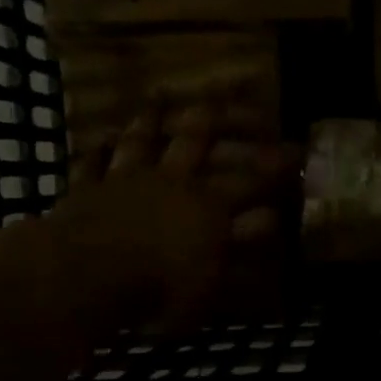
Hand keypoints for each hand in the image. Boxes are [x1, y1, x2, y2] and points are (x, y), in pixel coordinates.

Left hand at [44, 106, 291, 329]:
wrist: (83, 277)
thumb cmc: (159, 289)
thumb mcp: (212, 284)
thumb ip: (241, 250)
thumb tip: (271, 222)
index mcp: (208, 207)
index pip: (251, 181)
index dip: (276, 165)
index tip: (297, 149)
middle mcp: (171, 181)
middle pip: (196, 140)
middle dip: (217, 117)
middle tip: (228, 91)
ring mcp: (125, 180)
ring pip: (142, 140)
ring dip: (151, 119)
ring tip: (159, 97)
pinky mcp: (86, 190)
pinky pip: (92, 162)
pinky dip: (98, 148)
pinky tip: (100, 135)